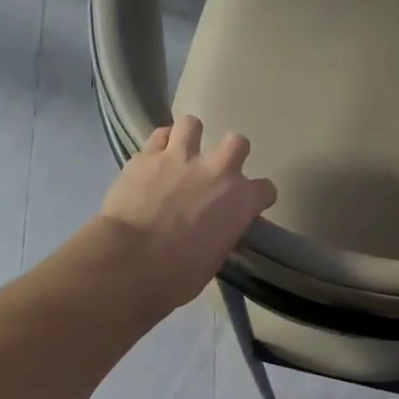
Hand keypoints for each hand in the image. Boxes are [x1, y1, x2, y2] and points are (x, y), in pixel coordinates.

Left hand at [96, 114, 277, 315]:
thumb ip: (222, 232)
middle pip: (238, 143)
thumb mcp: (215, 258)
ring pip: (193, 124)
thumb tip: (214, 229)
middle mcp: (218, 170)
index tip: (245, 206)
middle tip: (214, 171)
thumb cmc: (179, 274)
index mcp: (241, 201)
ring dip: (189, 137)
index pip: (266, 189)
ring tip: (180, 153)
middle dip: (230, 154)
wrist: (132, 261)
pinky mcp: (146, 155)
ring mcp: (181, 157)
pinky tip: (155, 157)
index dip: (256, 197)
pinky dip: (159, 143)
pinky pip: (158, 135)